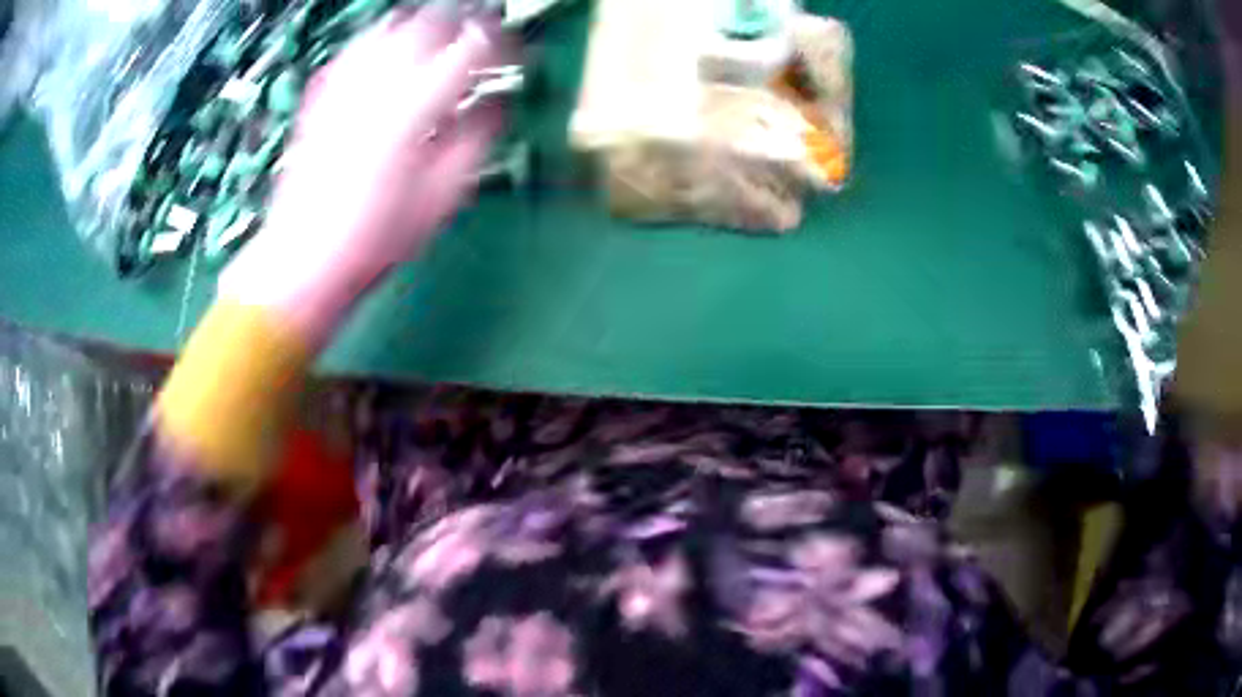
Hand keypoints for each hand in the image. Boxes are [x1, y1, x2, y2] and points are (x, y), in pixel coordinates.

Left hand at [220, 10, 505, 347]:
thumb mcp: (442, 196)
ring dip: (420, 26)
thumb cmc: (375, 238)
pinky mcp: (319, 99)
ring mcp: (344, 88)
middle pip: (429, 23)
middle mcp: (379, 85)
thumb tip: (497, 104)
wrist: (305, 259)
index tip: (514, 50)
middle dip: (462, 24)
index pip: (472, 48)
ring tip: (435, 40)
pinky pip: (353, 51)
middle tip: (478, 39)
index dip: (502, 43)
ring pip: (388, 27)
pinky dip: (378, 43)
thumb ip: (476, 140)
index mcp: (416, 107)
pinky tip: (386, 57)